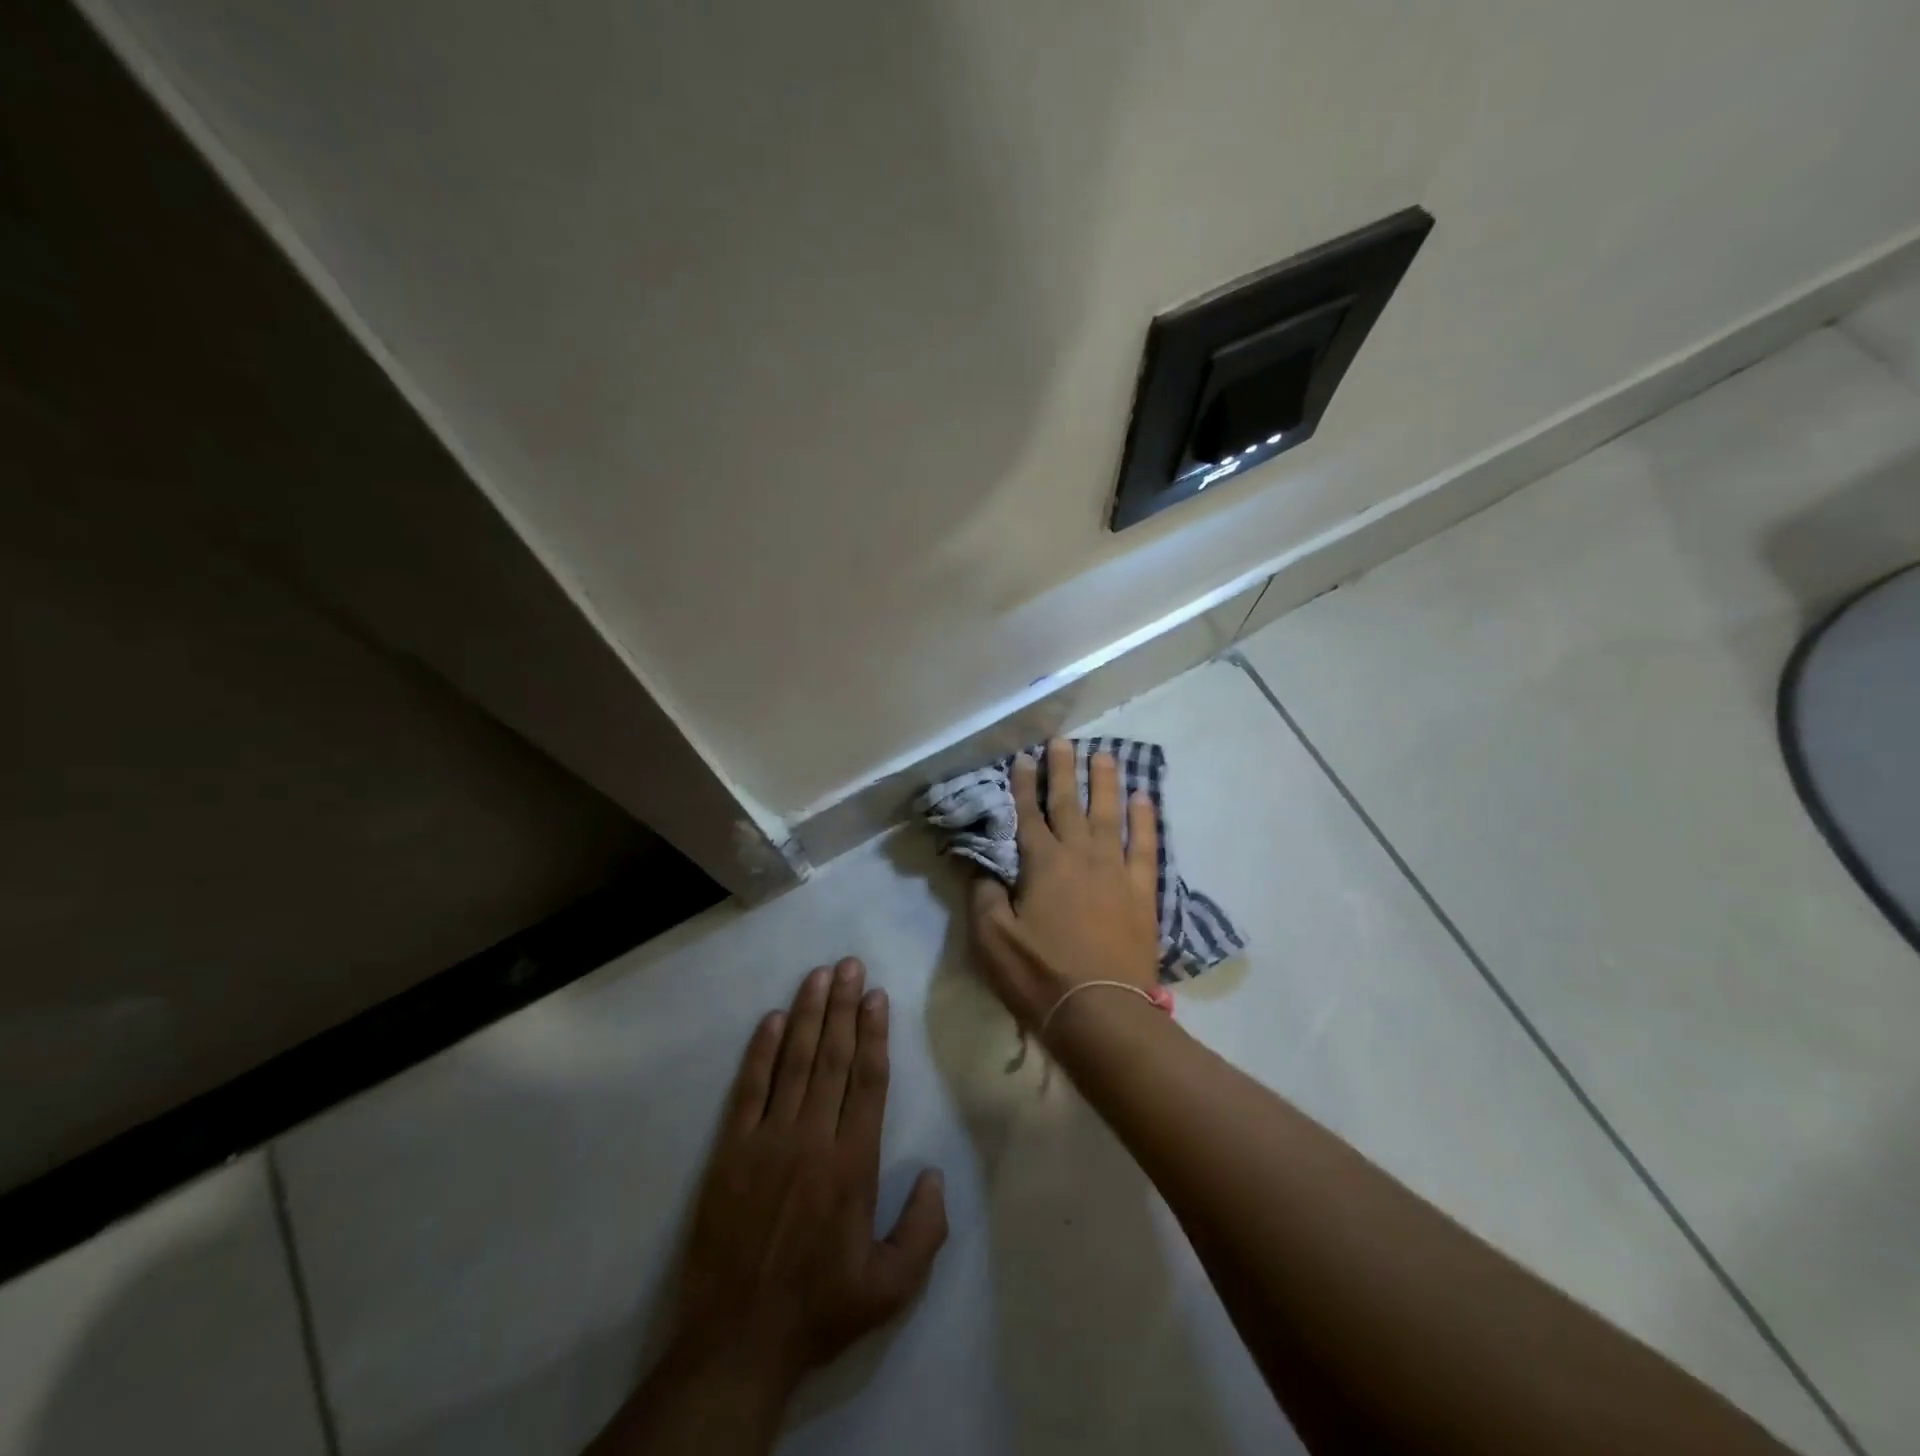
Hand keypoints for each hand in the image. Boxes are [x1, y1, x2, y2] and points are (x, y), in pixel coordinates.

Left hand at [669, 960, 948, 1398]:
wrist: (737, 1341)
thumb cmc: (820, 1307)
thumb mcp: (891, 1288)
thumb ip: (925, 1230)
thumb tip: (936, 1173)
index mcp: (853, 1164)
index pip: (868, 1081)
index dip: (874, 1033)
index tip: (876, 995)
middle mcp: (813, 1138)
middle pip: (833, 1058)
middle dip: (842, 1006)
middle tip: (849, 964)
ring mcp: (768, 1140)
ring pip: (793, 1062)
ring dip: (807, 1015)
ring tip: (818, 975)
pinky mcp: (731, 1151)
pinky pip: (748, 1089)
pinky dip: (760, 1051)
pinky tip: (770, 1019)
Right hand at [968, 739, 1161, 1030]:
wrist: (1101, 1011)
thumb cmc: (1040, 975)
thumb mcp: (992, 940)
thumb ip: (983, 895)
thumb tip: (980, 865)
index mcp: (1041, 864)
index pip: (1028, 815)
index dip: (1024, 785)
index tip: (1023, 758)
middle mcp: (1079, 855)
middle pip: (1069, 803)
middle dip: (1063, 770)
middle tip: (1062, 741)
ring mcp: (1115, 870)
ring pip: (1109, 814)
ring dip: (1105, 783)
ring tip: (1105, 755)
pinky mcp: (1141, 891)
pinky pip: (1146, 845)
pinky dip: (1145, 820)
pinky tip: (1144, 799)